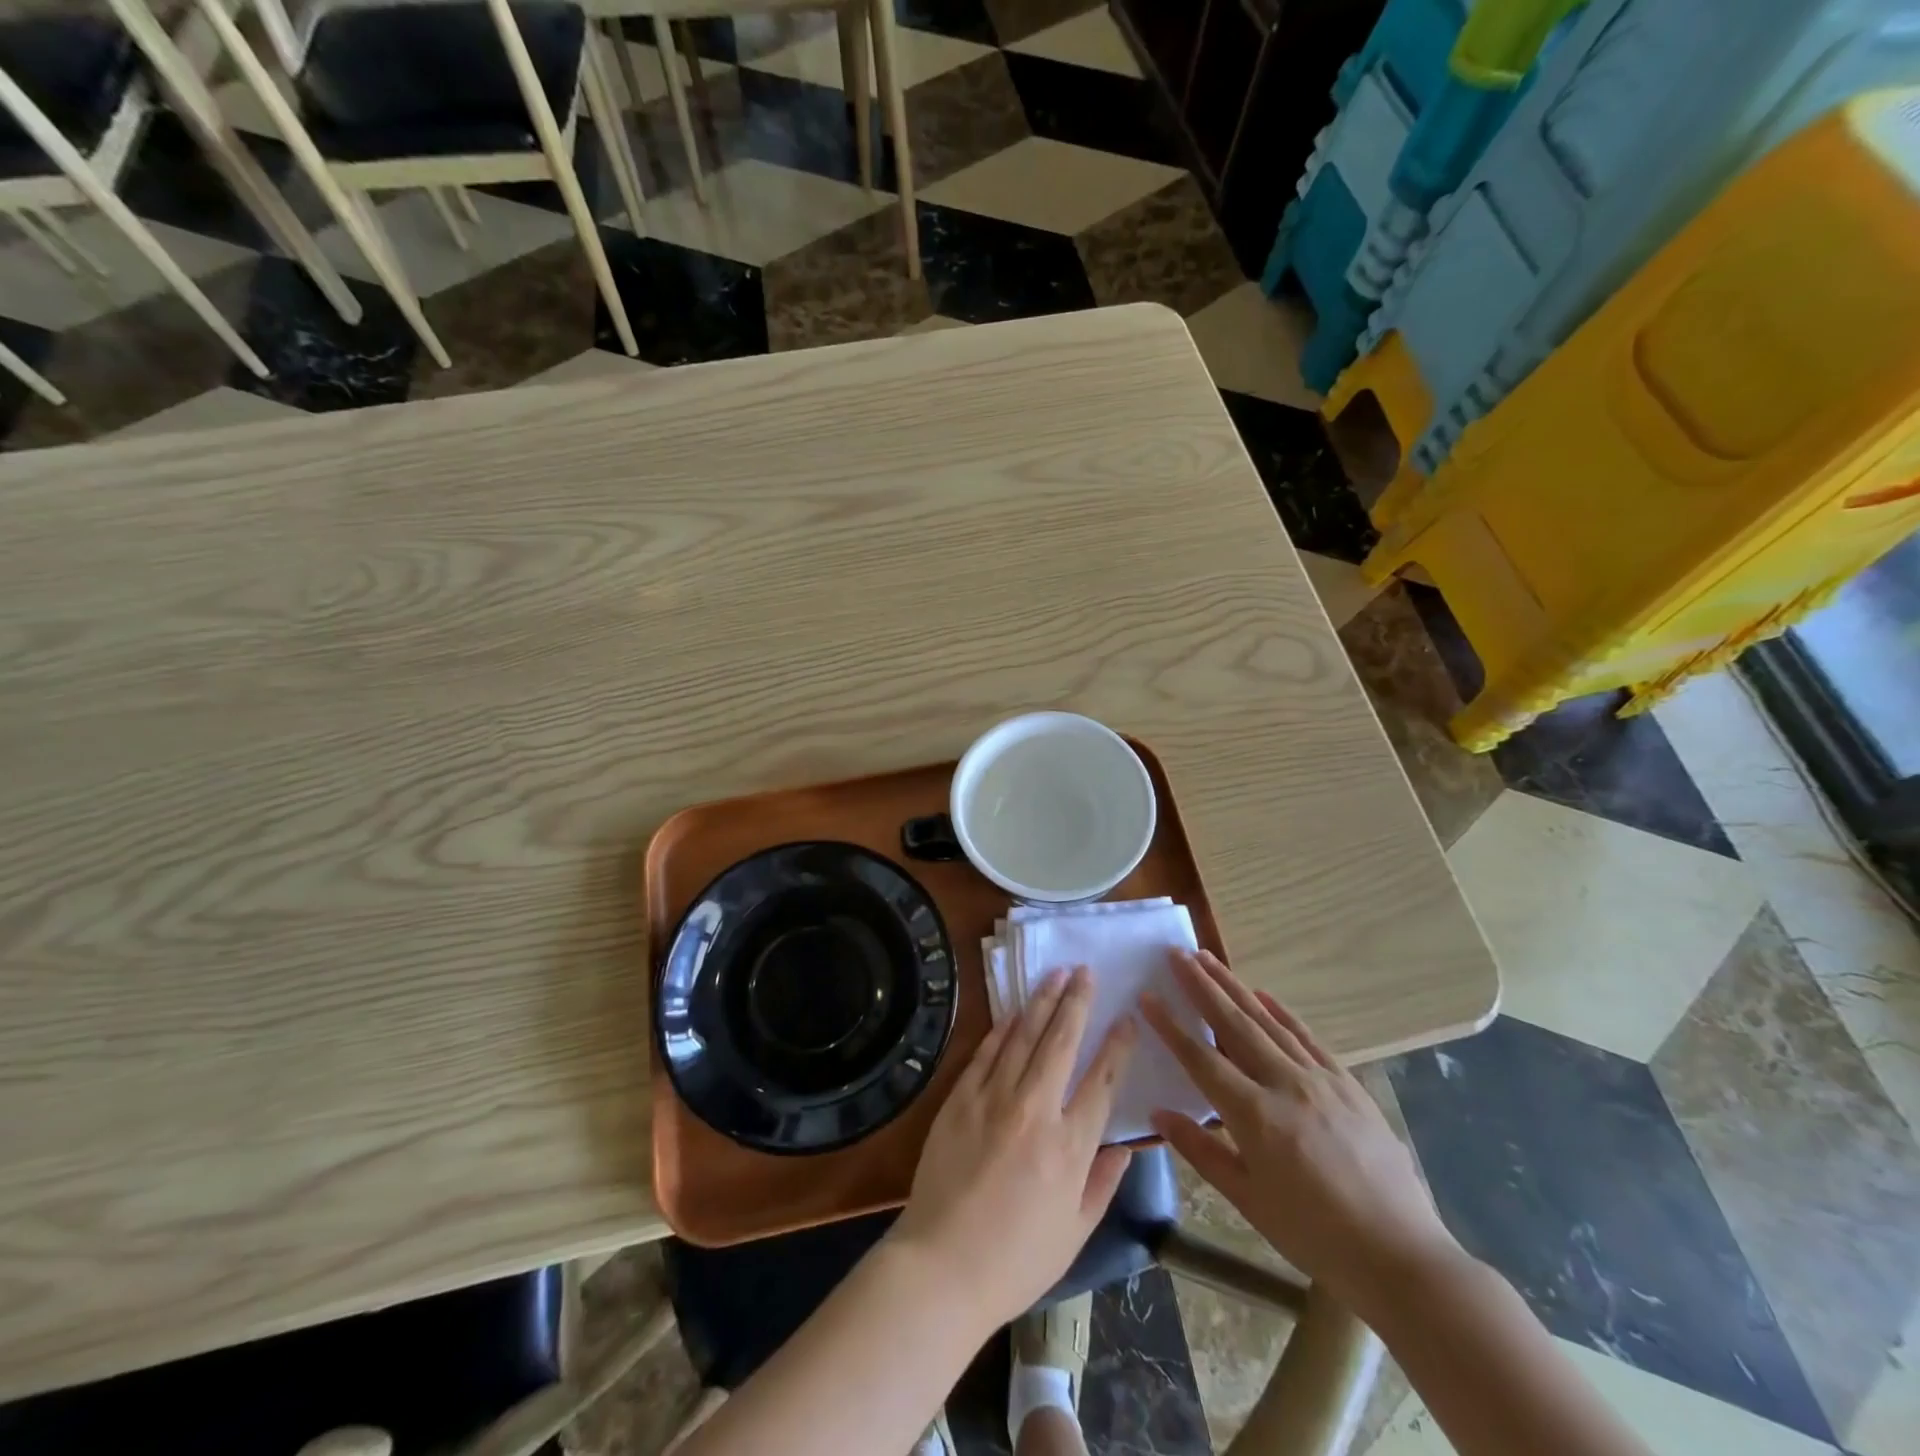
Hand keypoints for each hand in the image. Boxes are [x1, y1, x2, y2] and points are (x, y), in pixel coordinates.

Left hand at [889, 966, 1137, 1330]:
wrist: (942, 1265)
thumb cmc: (1016, 1259)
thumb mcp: (1075, 1232)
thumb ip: (1103, 1183)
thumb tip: (1124, 1146)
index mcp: (1070, 1146)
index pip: (1101, 1080)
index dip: (1117, 1045)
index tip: (1127, 1018)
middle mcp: (1035, 1111)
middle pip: (1061, 1043)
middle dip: (1077, 1002)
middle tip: (1086, 972)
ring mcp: (993, 1099)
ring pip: (1023, 1037)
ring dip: (1041, 1002)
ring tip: (1056, 975)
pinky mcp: (959, 1099)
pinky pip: (985, 1053)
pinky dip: (1002, 1029)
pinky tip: (1013, 1011)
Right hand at [1142, 950, 1459, 1319]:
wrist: (1401, 1256)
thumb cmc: (1315, 1236)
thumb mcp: (1248, 1200)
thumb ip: (1201, 1151)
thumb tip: (1159, 1113)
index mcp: (1254, 1115)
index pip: (1201, 1059)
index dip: (1170, 1026)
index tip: (1147, 996)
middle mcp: (1284, 1084)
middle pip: (1233, 1024)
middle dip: (1201, 986)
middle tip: (1176, 953)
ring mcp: (1320, 1079)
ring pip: (1267, 1021)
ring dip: (1234, 987)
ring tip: (1208, 960)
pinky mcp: (1348, 1084)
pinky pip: (1308, 1038)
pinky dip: (1282, 1012)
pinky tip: (1264, 994)